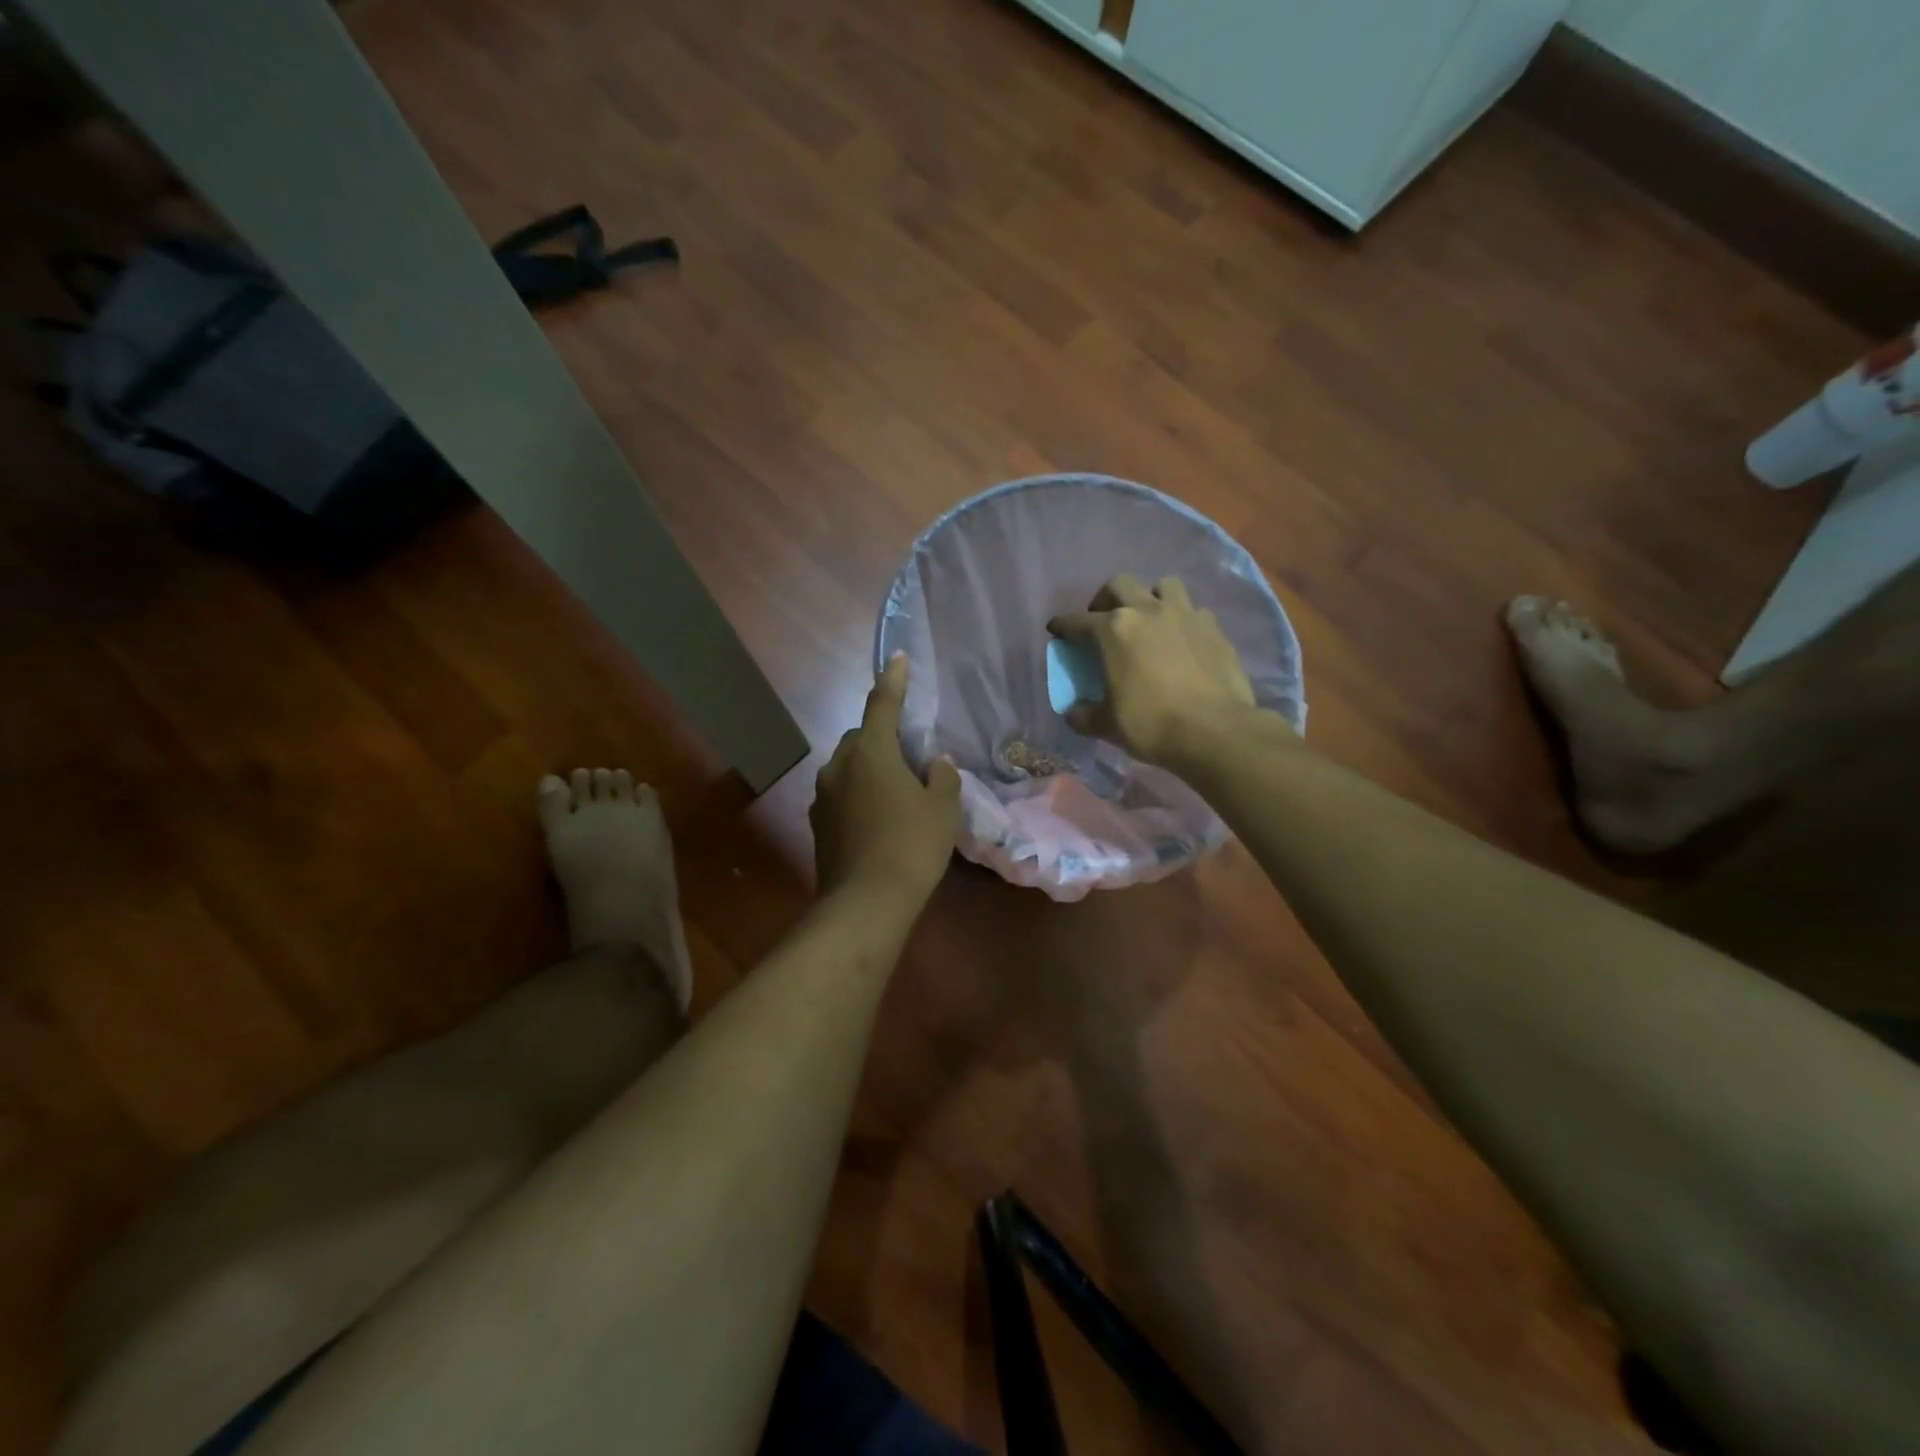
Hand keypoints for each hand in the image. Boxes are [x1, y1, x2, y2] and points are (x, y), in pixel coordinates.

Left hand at [811, 655, 960, 903]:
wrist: (865, 902)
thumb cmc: (911, 846)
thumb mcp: (942, 809)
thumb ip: (941, 777)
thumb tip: (934, 763)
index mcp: (871, 751)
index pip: (883, 704)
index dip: (893, 680)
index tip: (898, 658)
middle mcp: (839, 765)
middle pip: (862, 737)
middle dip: (883, 739)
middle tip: (911, 759)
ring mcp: (822, 794)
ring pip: (849, 767)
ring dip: (870, 769)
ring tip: (896, 794)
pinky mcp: (817, 822)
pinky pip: (841, 793)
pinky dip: (859, 795)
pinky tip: (878, 820)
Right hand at [1049, 574, 1264, 764]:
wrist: (1214, 731)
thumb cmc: (1150, 724)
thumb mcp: (1106, 726)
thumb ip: (1084, 715)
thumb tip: (1073, 713)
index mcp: (1114, 630)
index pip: (1079, 621)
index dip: (1063, 625)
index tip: (1056, 629)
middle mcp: (1147, 611)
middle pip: (1120, 585)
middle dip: (1105, 599)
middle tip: (1103, 619)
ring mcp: (1184, 615)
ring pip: (1163, 586)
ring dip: (1150, 597)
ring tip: (1148, 620)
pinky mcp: (1214, 628)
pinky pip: (1194, 611)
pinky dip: (1183, 620)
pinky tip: (1181, 640)